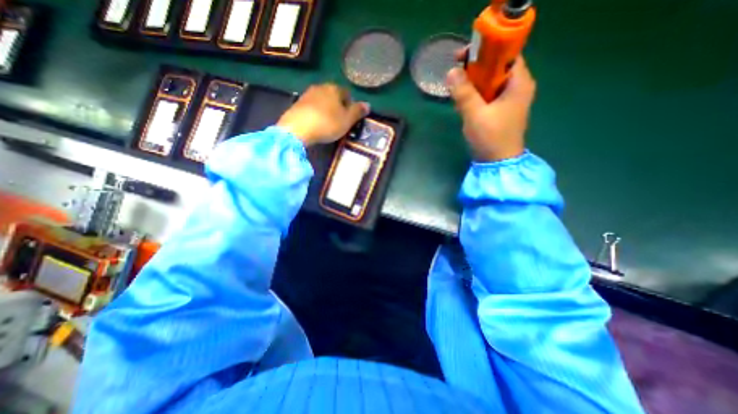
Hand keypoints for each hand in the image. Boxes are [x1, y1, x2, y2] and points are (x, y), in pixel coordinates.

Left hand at [277, 83, 368, 144]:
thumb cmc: (327, 123)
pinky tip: (316, 123)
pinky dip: (316, 113)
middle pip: (334, 96)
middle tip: (340, 121)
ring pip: (322, 101)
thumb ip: (358, 112)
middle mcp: (321, 87)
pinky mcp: (297, 103)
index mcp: (335, 89)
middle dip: (338, 107)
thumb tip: (368, 104)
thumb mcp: (347, 120)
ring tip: (328, 124)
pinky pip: (312, 107)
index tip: (350, 118)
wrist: (297, 128)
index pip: (347, 93)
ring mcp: (307, 94)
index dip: (351, 105)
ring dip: (327, 110)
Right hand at [443, 56, 536, 160]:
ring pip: (489, 83)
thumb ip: (464, 92)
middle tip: (455, 76)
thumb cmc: (491, 138)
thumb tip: (451, 72)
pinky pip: (487, 96)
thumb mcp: (475, 114)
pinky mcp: (500, 111)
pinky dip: (475, 96)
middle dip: (475, 70)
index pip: (505, 54)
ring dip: (472, 85)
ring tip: (457, 92)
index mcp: (519, 83)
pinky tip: (463, 104)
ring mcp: (509, 100)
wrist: (497, 163)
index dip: (485, 52)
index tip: (463, 57)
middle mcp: (517, 87)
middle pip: (496, 68)